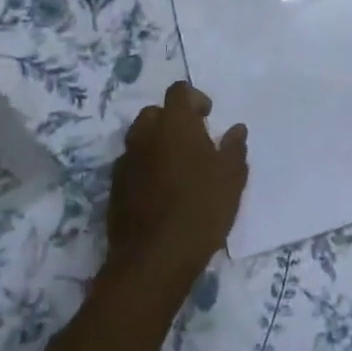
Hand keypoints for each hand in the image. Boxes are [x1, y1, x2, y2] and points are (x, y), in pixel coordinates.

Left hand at [106, 81, 247, 291]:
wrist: (154, 259)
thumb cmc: (201, 208)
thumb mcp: (232, 177)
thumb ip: (234, 148)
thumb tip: (236, 129)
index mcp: (175, 124)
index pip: (179, 91)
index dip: (194, 98)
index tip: (208, 116)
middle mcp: (145, 135)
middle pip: (154, 113)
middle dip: (172, 120)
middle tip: (193, 141)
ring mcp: (126, 162)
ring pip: (140, 139)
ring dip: (157, 144)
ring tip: (177, 168)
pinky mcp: (115, 189)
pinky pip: (132, 165)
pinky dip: (145, 168)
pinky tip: (161, 191)